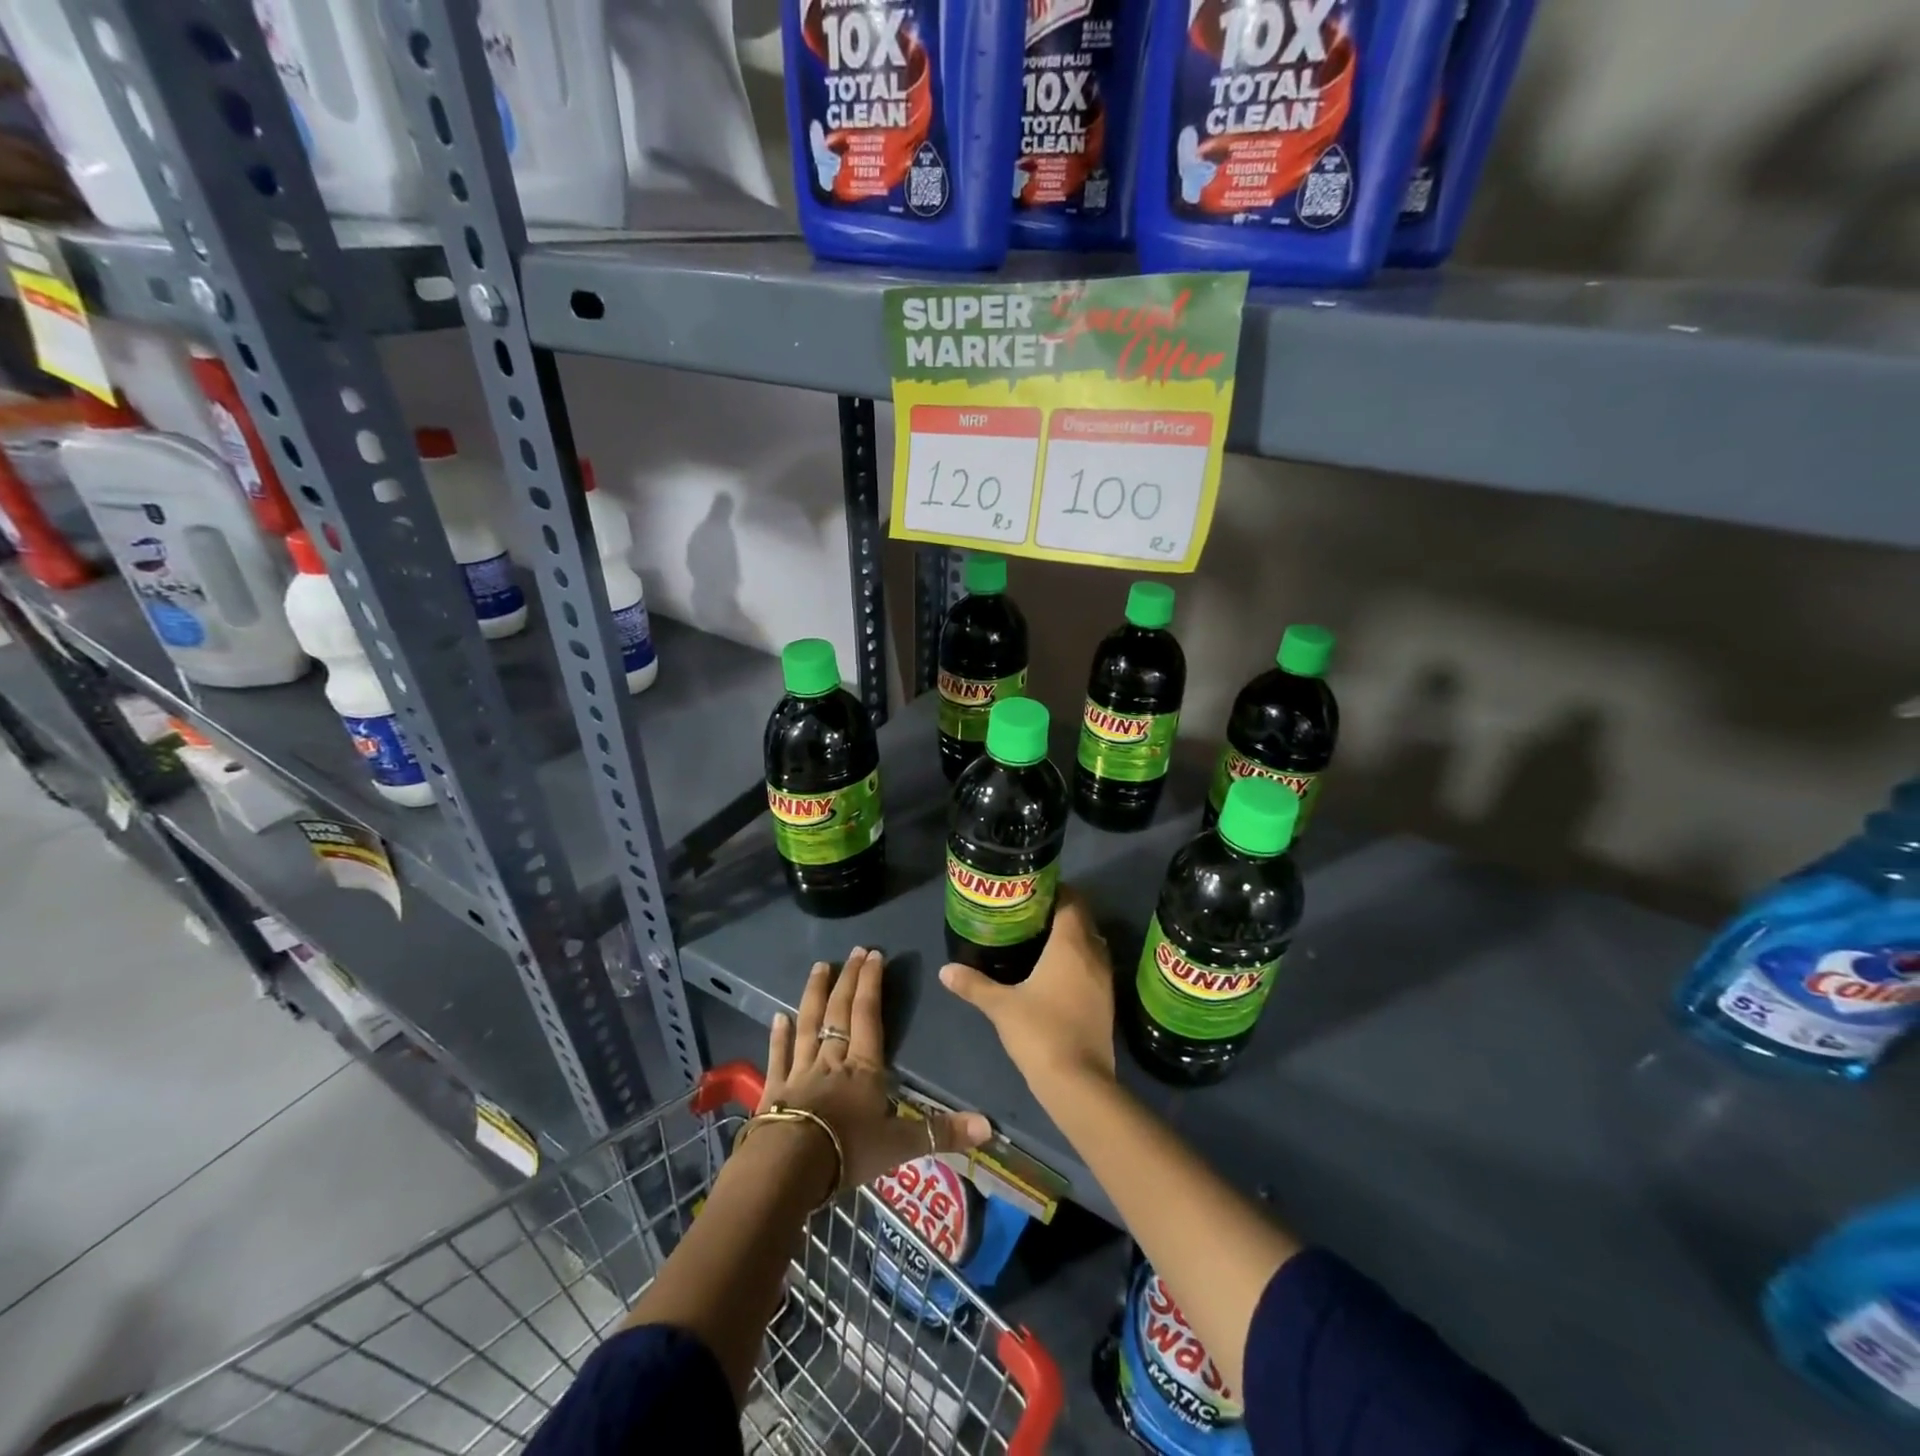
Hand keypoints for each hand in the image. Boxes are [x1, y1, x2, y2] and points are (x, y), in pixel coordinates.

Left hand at [762, 946, 991, 1191]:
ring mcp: (800, 1071)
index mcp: (863, 1067)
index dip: (872, 983)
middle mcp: (832, 1059)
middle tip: (853, 951)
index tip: (874, 954)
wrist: (788, 1167)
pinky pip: (778, 1055)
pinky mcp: (774, 1089)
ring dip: (814, 994)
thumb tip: (989, 1127)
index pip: (868, 1015)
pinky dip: (778, 1035)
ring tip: (819, 967)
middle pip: (840, 1011)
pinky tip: (777, 1016)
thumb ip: (942, 1133)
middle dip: (848, 979)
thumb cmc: (848, 1151)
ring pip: (808, 1024)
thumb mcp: (900, 1145)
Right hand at [940, 887, 1117, 1099]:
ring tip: (1040, 940)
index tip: (1032, 891)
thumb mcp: (1000, 1006)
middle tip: (1030, 914)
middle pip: (1083, 920)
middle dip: (1061, 912)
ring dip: (1072, 938)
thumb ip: (974, 984)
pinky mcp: (1106, 1002)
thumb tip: (945, 970)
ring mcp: (1104, 980)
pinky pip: (1093, 967)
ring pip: (1091, 944)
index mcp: (1071, 944)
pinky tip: (1055, 974)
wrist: (1078, 1082)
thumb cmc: (1040, 1031)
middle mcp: (1093, 955)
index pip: (1071, 901)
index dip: (1055, 891)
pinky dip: (1078, 962)